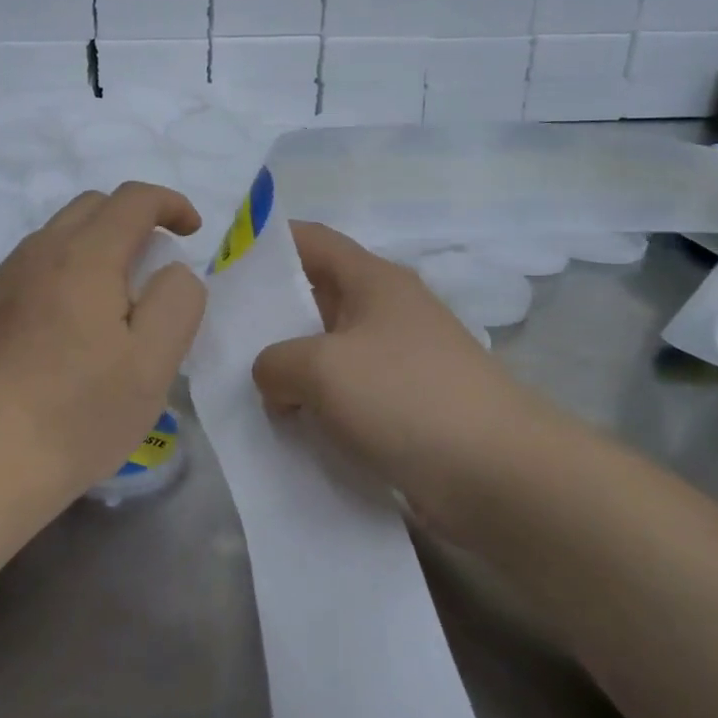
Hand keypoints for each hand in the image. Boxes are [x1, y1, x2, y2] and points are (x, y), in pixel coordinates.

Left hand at [0, 182, 206, 503]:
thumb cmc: (79, 412)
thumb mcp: (153, 362)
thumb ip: (177, 301)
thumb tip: (171, 271)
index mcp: (85, 256)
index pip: (133, 199)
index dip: (171, 204)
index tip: (192, 231)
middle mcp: (38, 253)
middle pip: (92, 207)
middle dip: (133, 220)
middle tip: (154, 268)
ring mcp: (2, 279)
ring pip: (57, 236)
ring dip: (95, 246)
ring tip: (112, 302)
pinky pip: (31, 267)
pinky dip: (63, 272)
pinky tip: (66, 326)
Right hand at [251, 222, 562, 527]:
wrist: (499, 477)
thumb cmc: (405, 398)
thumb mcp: (320, 368)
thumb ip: (274, 362)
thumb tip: (276, 379)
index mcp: (373, 280)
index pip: (310, 240)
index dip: (265, 243)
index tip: (221, 263)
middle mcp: (388, 311)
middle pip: (315, 297)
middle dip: (268, 314)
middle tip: (218, 334)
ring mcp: (400, 361)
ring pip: (328, 351)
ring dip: (290, 368)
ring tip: (242, 386)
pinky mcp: (406, 407)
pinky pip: (347, 394)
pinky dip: (316, 404)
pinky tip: (286, 426)